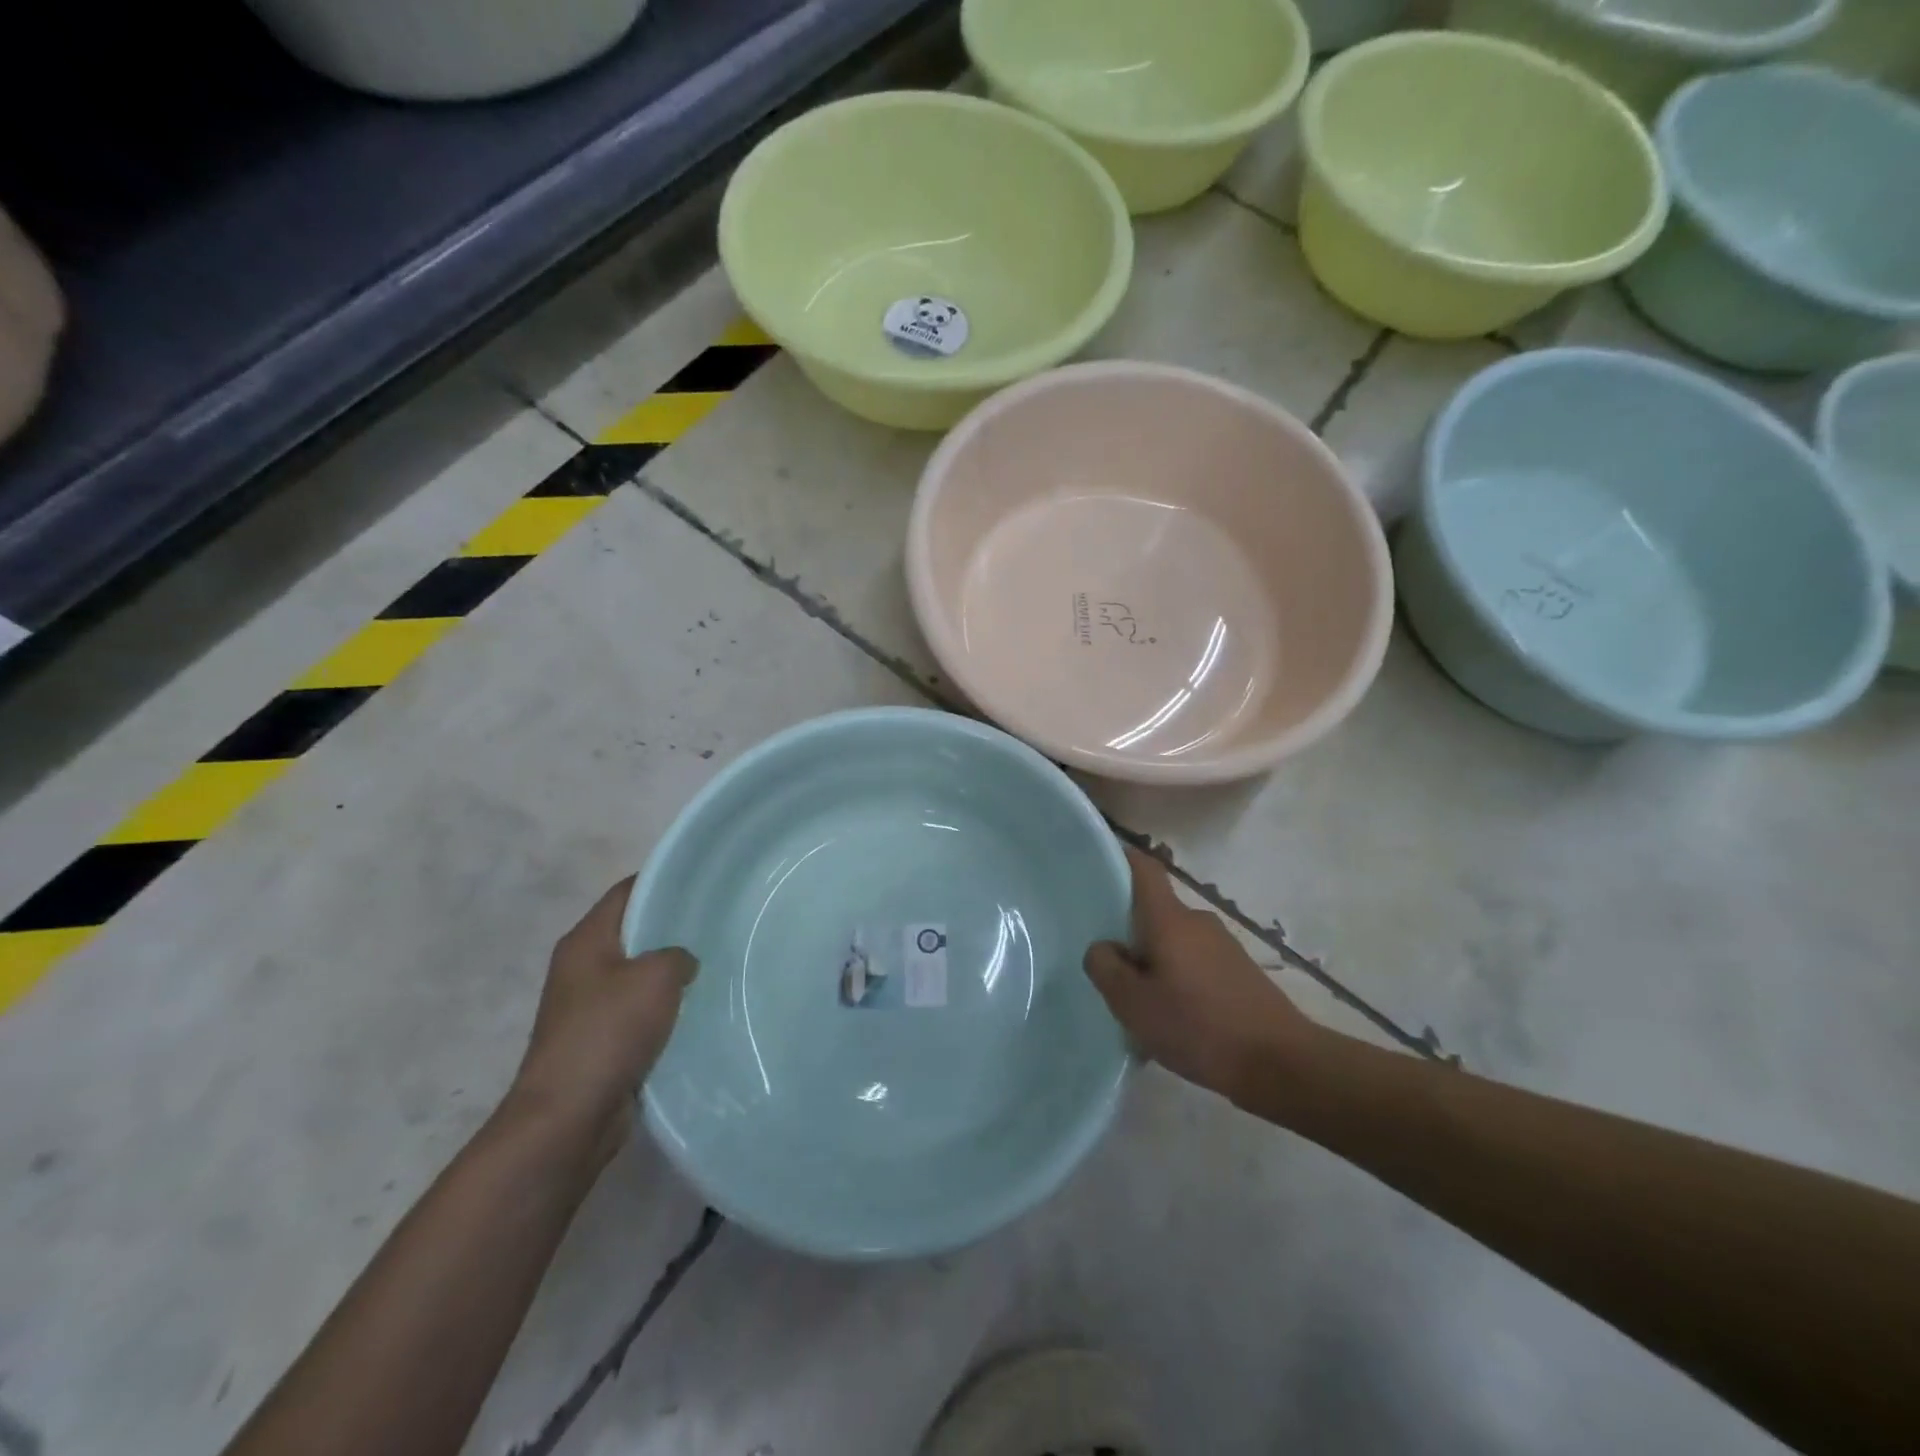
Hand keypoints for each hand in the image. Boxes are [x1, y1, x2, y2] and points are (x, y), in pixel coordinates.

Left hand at [507, 877, 696, 1156]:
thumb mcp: (656, 978)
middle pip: (634, 931)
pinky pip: (640, 1010)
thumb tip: (683, 961)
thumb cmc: (608, 1033)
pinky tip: (698, 1008)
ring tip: (717, 963)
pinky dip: (665, 1007)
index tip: (705, 881)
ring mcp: (589, 1005)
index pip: (627, 891)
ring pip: (640, 973)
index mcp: (586, 940)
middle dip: (674, 927)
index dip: (665, 880)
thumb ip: (678, 955)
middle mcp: (583, 967)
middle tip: (719, 922)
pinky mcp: (600, 1039)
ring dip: (671, 971)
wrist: (567, 1118)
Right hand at [1083, 847, 1321, 1103]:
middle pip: (1154, 912)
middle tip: (1107, 964)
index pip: (1143, 868)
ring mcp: (1223, 946)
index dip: (1119, 859)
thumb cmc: (1198, 1026)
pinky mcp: (1239, 972)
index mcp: (1169, 919)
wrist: (1280, 1064)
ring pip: (1174, 942)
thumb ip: (1106, 968)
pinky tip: (1175, 1019)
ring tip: (1140, 1002)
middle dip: (1129, 932)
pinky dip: (1178, 981)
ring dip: (1155, 963)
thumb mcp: (1133, 1004)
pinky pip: (1196, 964)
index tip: (1095, 869)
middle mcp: (1198, 921)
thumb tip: (1103, 947)